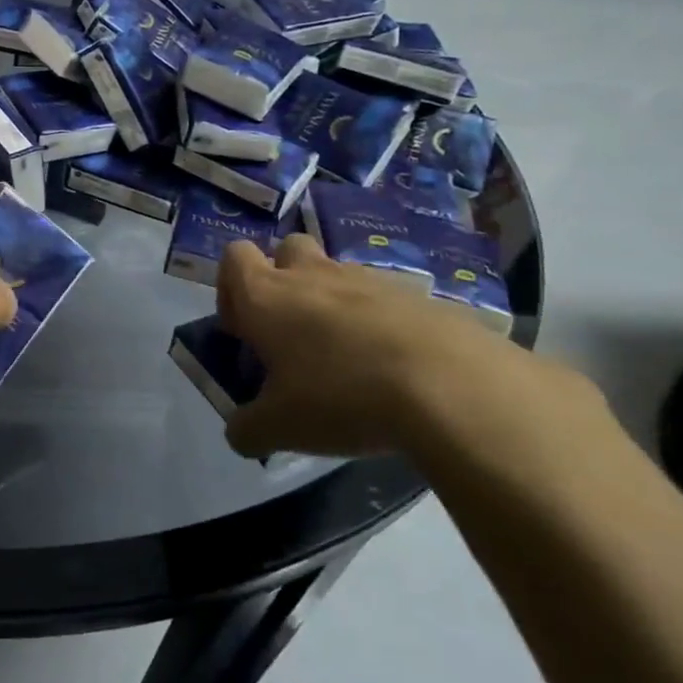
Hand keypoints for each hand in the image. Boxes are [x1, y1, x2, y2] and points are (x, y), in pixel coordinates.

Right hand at [216, 233, 561, 460]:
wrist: (451, 387)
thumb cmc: (341, 397)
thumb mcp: (279, 428)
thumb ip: (247, 429)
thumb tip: (240, 433)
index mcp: (267, 296)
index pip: (234, 257)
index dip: (231, 289)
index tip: (243, 330)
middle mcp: (312, 275)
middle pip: (287, 249)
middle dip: (283, 280)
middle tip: (291, 331)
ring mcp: (367, 280)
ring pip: (336, 274)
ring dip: (330, 302)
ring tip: (345, 357)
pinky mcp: (416, 296)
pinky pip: (382, 299)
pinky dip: (377, 323)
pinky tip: (390, 367)